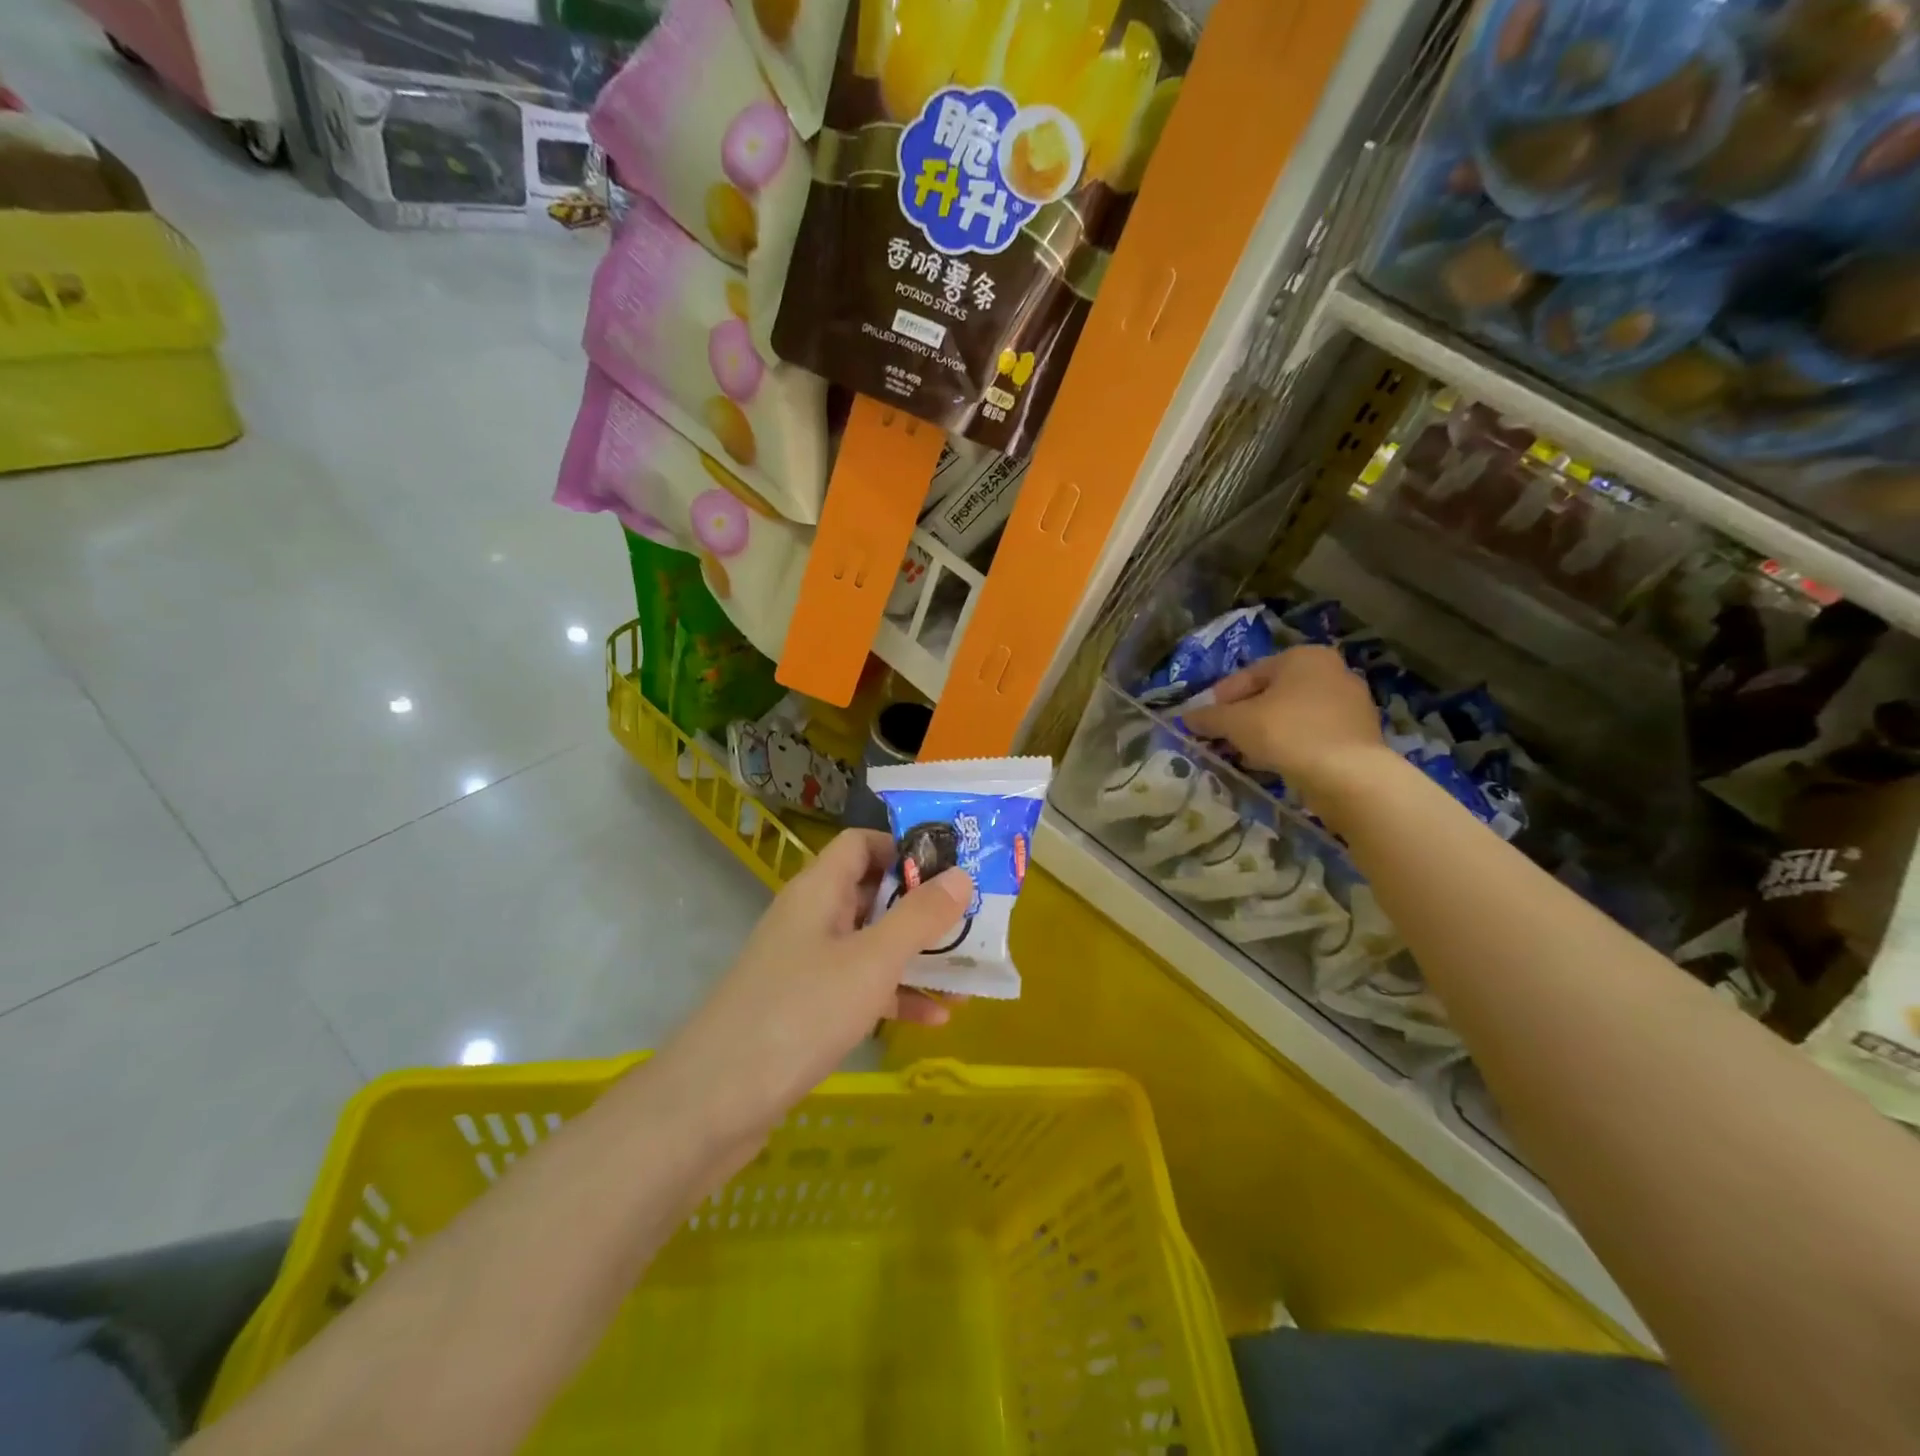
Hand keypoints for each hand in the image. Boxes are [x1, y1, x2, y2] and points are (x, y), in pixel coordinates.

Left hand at [656, 829, 970, 1136]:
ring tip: (967, 971)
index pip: (861, 843)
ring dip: (916, 956)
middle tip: (973, 920)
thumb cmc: (800, 1013)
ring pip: (870, 944)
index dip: (905, 848)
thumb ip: (919, 917)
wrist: (714, 1102)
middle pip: (872, 893)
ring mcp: (806, 965)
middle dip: (922, 906)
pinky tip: (937, 1019)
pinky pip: (859, 988)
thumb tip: (961, 875)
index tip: (952, 868)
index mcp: (819, 890)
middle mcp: (811, 918)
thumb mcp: (871, 962)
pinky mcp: (805, 1008)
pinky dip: (894, 996)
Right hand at [1182, 645, 1386, 794]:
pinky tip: (1274, 764)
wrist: (1348, 775)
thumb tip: (1186, 717)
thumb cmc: (1287, 733)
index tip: (1204, 721)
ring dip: (1266, 732)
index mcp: (1304, 657)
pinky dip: (1291, 745)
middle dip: (1245, 716)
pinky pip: (1313, 734)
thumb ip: (1209, 717)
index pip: (1249, 674)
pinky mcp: (1360, 735)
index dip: (1221, 698)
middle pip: (1273, 694)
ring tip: (1245, 755)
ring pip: (1293, 716)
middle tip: (1223, 739)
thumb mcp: (1235, 722)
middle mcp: (1333, 671)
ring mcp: (1352, 703)